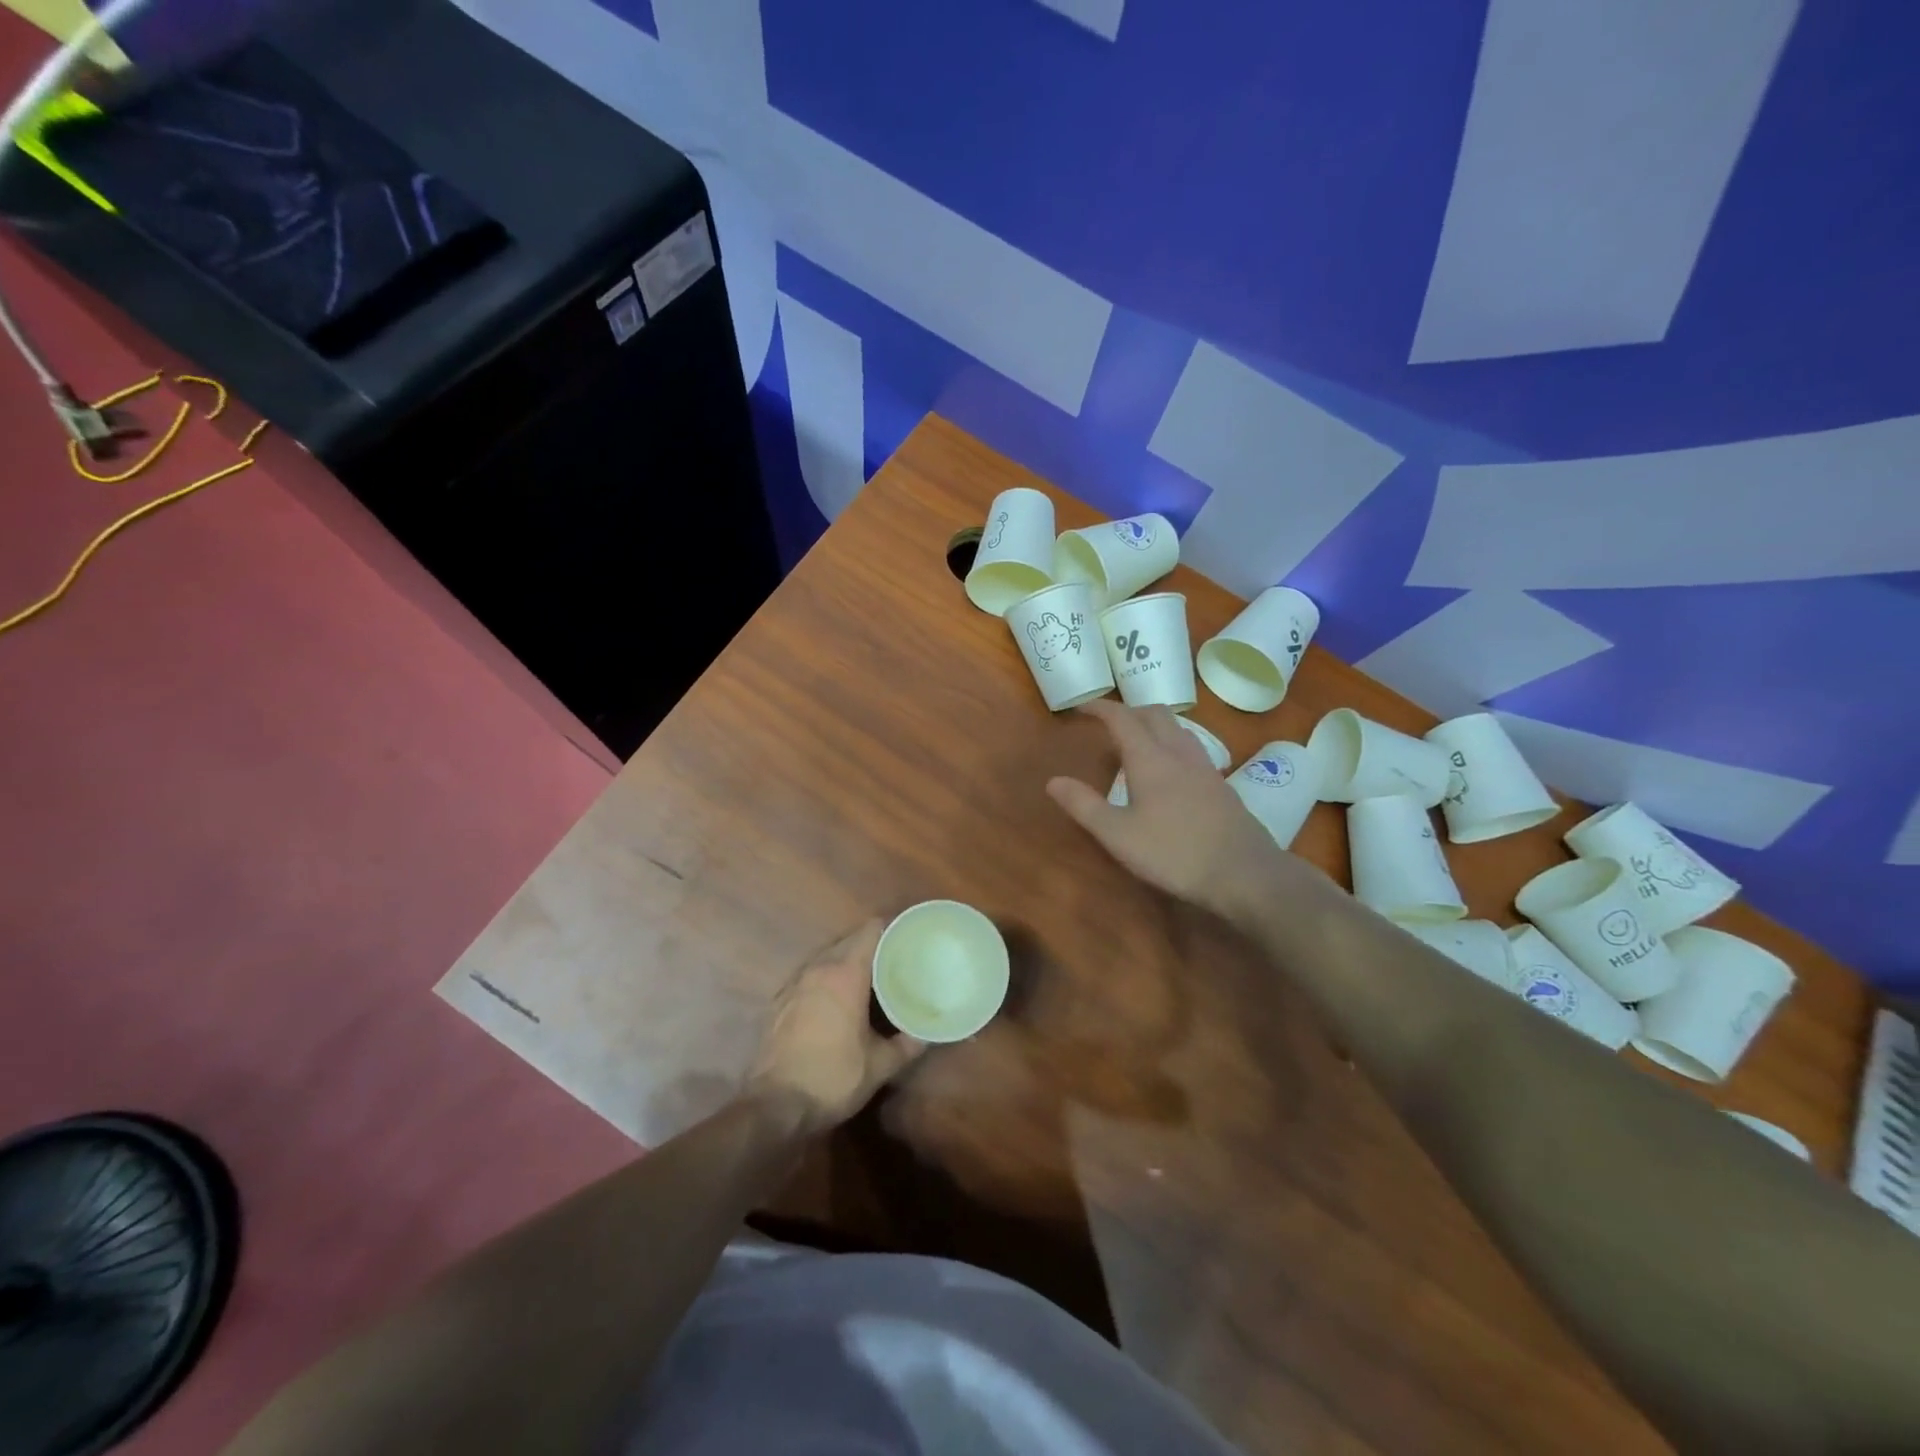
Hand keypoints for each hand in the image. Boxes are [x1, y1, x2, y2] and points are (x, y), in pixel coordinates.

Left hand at [747, 920, 927, 1132]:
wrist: (774, 1107)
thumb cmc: (832, 1078)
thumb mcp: (879, 1066)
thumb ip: (907, 1045)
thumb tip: (927, 1034)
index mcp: (845, 974)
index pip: (870, 932)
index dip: (891, 928)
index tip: (907, 936)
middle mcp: (818, 969)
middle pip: (848, 941)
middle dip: (871, 945)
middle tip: (894, 959)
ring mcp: (794, 984)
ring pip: (826, 957)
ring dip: (845, 961)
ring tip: (867, 977)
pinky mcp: (778, 1002)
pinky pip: (808, 976)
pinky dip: (824, 979)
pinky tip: (834, 999)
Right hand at [1046, 700, 1291, 920]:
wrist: (1244, 872)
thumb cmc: (1173, 853)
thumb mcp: (1118, 834)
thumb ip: (1084, 806)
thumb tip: (1053, 781)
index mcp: (1150, 759)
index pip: (1122, 718)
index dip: (1100, 708)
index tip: (1081, 707)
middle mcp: (1179, 753)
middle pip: (1155, 714)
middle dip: (1128, 711)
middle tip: (1108, 724)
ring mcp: (1204, 767)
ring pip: (1178, 728)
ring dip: (1153, 724)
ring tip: (1137, 741)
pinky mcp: (1220, 785)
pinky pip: (1191, 747)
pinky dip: (1172, 743)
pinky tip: (1169, 769)